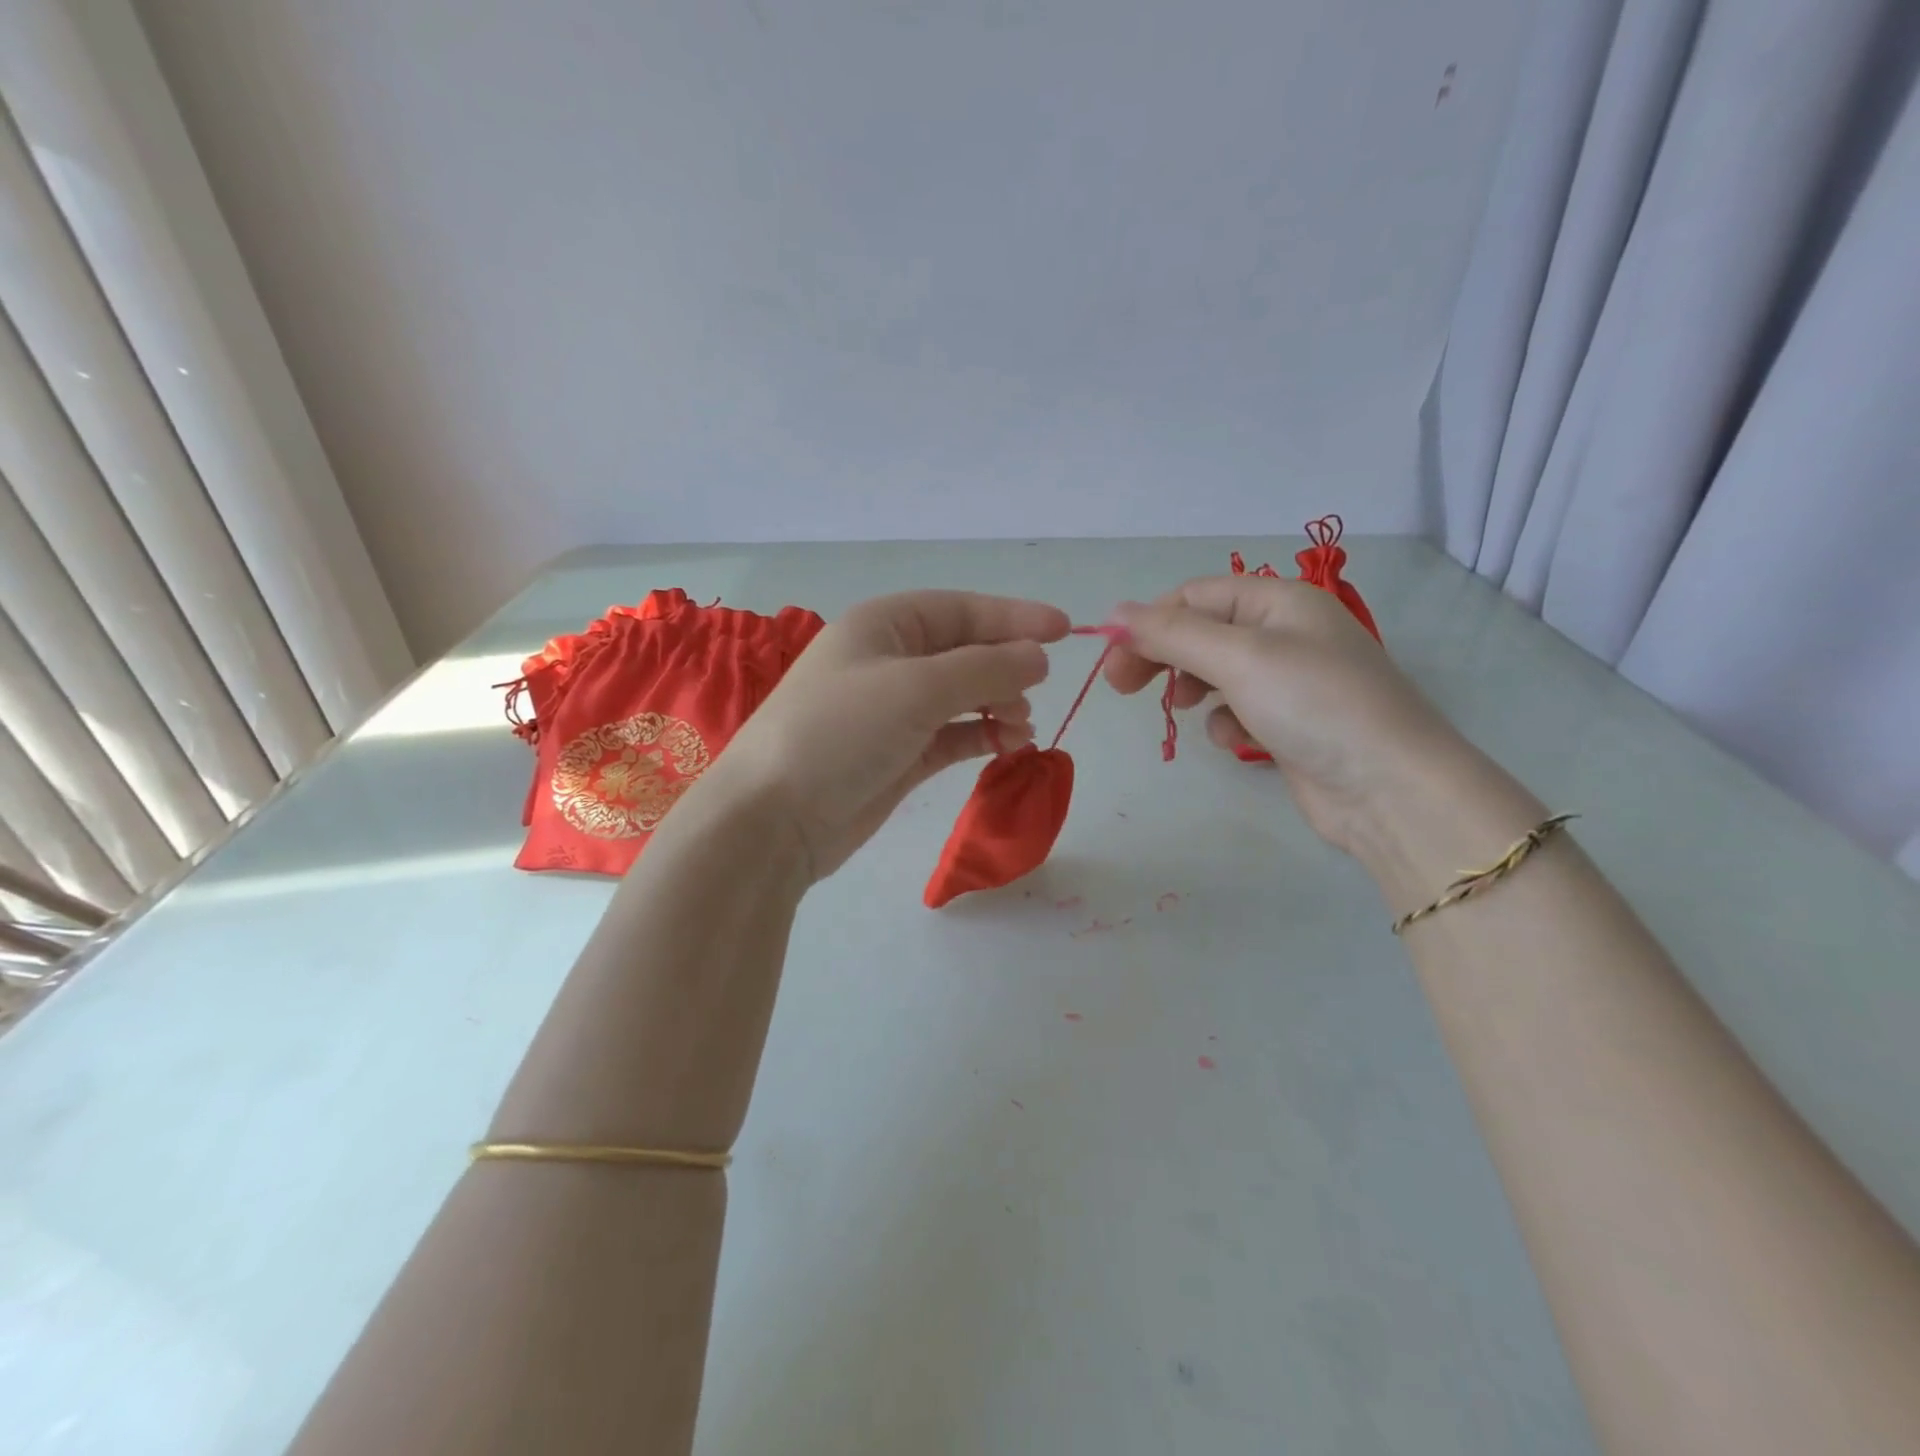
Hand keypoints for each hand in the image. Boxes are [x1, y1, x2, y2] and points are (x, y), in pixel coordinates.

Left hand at [704, 591, 1069, 878]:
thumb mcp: (917, 688)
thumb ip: (985, 668)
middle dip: (1006, 667)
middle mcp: (889, 660)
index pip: (961, 609)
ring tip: (1022, 727)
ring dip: (998, 705)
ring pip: (962, 695)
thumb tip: (1038, 657)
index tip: (1067, 631)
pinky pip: (952, 734)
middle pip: (965, 650)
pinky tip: (1008, 744)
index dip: (1014, 617)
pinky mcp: (898, 754)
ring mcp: (893, 710)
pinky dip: (981, 735)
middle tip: (1035, 692)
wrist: (775, 818)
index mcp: (884, 624)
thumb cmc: (841, 732)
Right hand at [1104, 577, 1467, 855]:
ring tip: (1186, 710)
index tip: (1112, 659)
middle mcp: (1285, 632)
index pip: (1195, 596)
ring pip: (1216, 672)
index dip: (1149, 622)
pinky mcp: (1289, 721)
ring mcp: (1289, 679)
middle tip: (1122, 687)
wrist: (1389, 788)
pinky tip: (1235, 740)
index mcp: (1280, 600)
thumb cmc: (1313, 704)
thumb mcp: (1238, 658)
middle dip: (1163, 657)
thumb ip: (1173, 633)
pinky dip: (1225, 722)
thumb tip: (1115, 612)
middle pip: (1202, 632)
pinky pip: (1238, 709)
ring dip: (1193, 689)